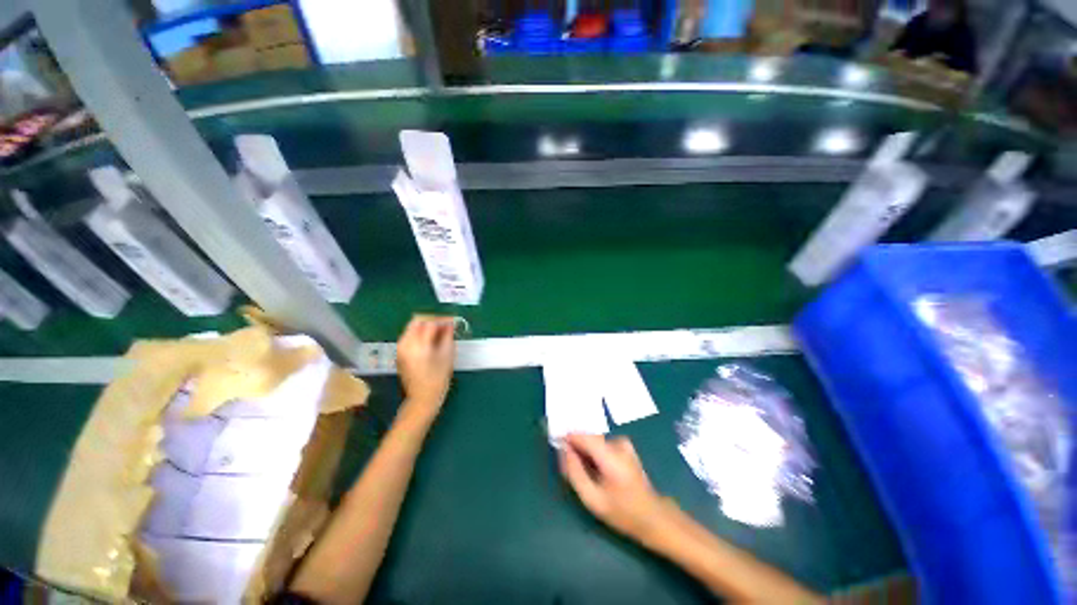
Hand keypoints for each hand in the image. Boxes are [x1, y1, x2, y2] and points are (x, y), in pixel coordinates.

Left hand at [396, 315, 455, 415]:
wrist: (422, 397)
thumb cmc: (438, 378)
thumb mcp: (447, 355)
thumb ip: (448, 336)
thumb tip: (450, 324)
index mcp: (419, 344)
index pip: (430, 322)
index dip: (443, 320)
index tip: (452, 321)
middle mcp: (406, 343)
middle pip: (417, 321)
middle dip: (432, 320)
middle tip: (445, 325)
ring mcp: (401, 348)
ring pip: (413, 327)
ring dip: (426, 326)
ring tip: (439, 332)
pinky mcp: (400, 352)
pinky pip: (410, 335)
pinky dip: (420, 333)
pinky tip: (431, 340)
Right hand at [560, 433, 673, 543]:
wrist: (653, 517)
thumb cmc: (622, 512)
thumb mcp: (593, 499)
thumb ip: (575, 472)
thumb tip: (562, 450)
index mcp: (611, 455)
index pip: (582, 436)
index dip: (566, 437)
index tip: (554, 444)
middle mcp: (618, 443)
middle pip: (588, 437)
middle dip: (575, 447)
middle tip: (568, 466)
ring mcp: (624, 443)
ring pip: (594, 441)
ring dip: (585, 452)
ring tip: (584, 473)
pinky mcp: (626, 446)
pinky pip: (602, 444)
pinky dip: (594, 453)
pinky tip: (597, 470)